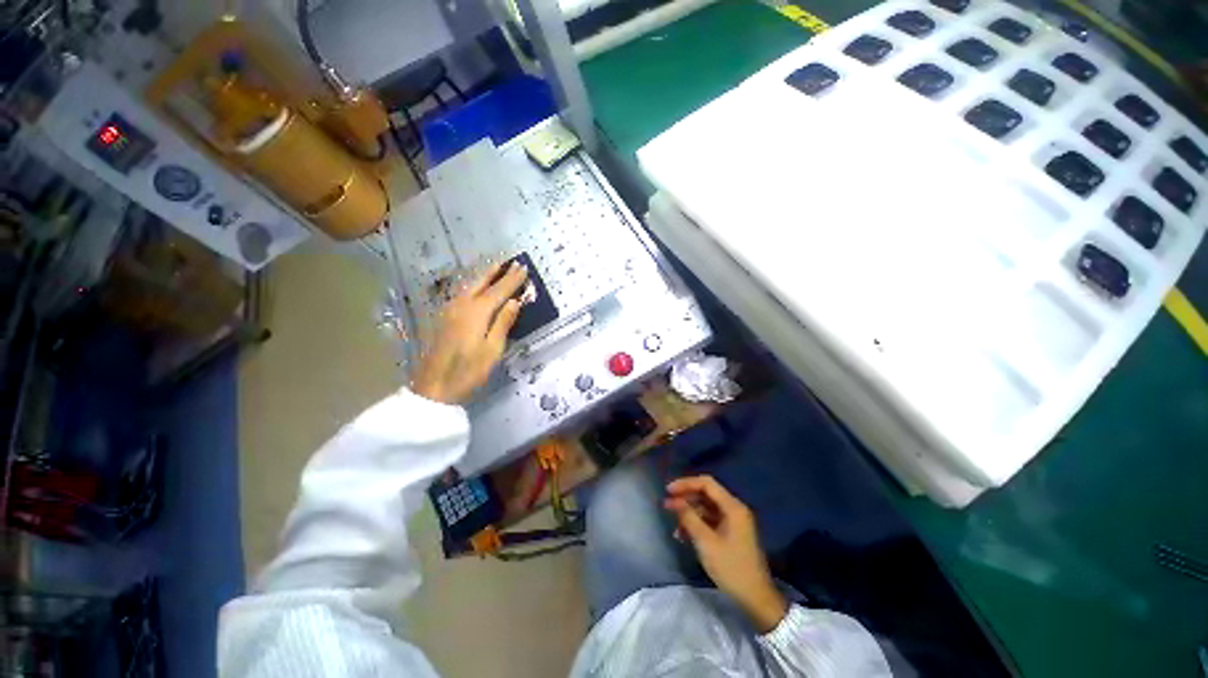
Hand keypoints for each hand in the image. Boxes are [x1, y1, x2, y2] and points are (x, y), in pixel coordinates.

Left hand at [411, 262, 528, 404]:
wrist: (433, 386)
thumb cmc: (468, 371)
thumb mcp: (493, 350)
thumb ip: (503, 323)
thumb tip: (514, 301)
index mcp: (477, 312)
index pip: (499, 290)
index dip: (512, 279)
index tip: (524, 267)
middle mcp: (461, 305)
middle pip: (481, 282)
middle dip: (497, 271)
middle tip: (510, 261)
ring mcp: (449, 310)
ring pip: (468, 286)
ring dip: (483, 276)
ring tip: (495, 267)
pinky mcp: (442, 318)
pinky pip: (460, 293)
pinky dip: (472, 285)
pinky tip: (475, 287)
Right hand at [664, 475, 786, 632]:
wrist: (756, 599)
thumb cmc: (731, 568)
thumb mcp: (706, 543)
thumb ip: (689, 518)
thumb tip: (674, 501)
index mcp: (733, 507)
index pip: (706, 483)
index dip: (686, 483)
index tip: (668, 491)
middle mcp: (734, 509)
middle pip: (706, 494)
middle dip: (686, 499)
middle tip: (667, 506)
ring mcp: (734, 522)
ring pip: (706, 508)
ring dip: (689, 514)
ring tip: (675, 527)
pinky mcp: (731, 534)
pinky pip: (710, 521)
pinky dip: (697, 525)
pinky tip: (684, 536)